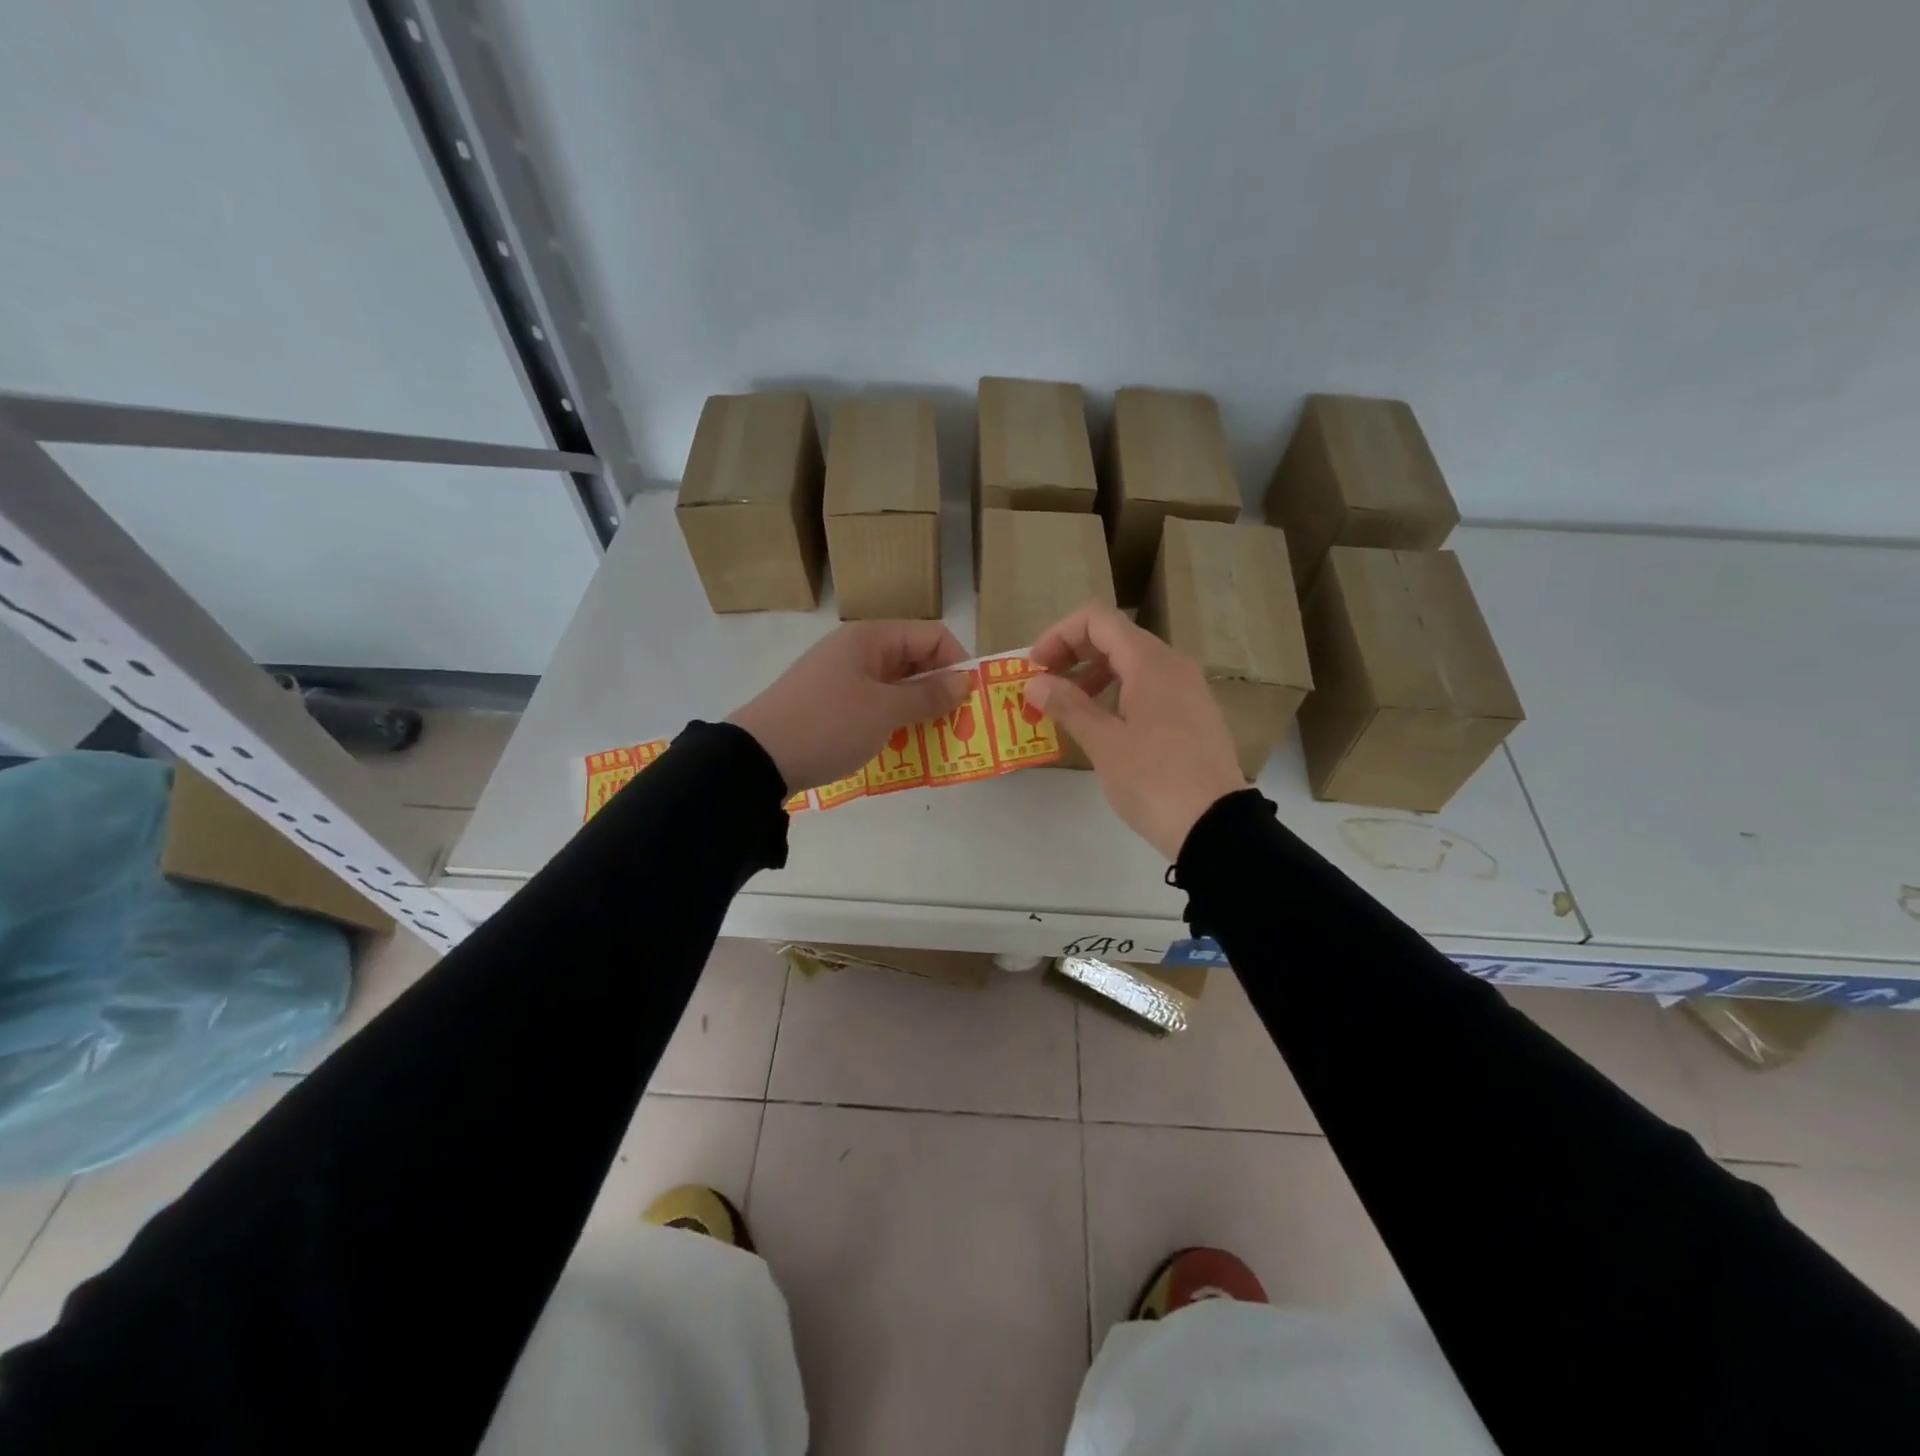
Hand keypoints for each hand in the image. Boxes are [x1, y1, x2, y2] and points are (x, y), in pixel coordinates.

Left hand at [728, 621, 971, 793]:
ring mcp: (840, 678)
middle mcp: (856, 651)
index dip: (956, 662)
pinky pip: (873, 705)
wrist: (758, 758)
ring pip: (894, 686)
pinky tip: (900, 746)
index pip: (931, 635)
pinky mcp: (829, 705)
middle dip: (939, 689)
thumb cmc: (829, 725)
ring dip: (917, 709)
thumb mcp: (885, 711)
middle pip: (913, 660)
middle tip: (957, 724)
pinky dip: (892, 721)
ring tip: (933, 739)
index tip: (969, 699)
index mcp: (870, 638)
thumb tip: (966, 680)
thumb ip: (929, 695)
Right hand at [1026, 604, 1247, 860]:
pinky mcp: (1192, 714)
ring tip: (1067, 708)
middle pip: (1114, 637)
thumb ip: (1068, 706)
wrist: (1215, 826)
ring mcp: (1187, 689)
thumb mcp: (1104, 744)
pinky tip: (1101, 725)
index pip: (1097, 620)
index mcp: (1150, 663)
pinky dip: (1117, 692)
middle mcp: (1172, 665)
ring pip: (1131, 663)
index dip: (1059, 635)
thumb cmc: (1154, 780)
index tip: (1035, 668)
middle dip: (1072, 654)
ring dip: (1093, 675)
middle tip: (1043, 687)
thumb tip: (1036, 683)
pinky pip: (1148, 686)